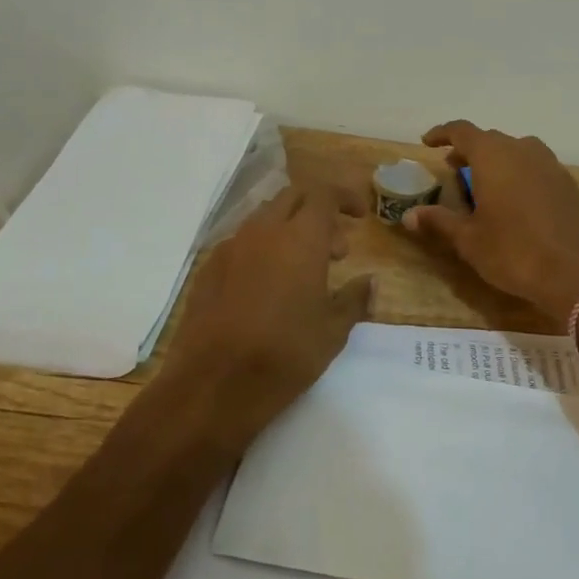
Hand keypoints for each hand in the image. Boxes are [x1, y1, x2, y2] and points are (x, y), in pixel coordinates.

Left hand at [151, 183, 372, 453]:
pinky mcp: (208, 268)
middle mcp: (263, 231)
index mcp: (300, 239)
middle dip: (318, 210)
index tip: (360, 216)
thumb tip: (370, 281)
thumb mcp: (332, 332)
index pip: (324, 194)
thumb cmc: (284, 355)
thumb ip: (354, 299)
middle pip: (293, 197)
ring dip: (289, 229)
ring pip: (265, 217)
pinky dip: (263, 249)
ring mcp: (230, 247)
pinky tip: (268, 285)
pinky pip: (242, 242)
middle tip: (336, 248)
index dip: (345, 198)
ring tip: (304, 269)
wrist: (213, 384)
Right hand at [404, 121, 578, 325]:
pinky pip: (535, 166)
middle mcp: (522, 150)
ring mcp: (550, 165)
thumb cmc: (514, 252)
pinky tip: (514, 199)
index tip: (427, 143)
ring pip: (516, 150)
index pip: (463, 131)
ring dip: (496, 160)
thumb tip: (409, 215)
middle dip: (468, 150)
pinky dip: (518, 173)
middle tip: (453, 168)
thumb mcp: (469, 240)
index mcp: (493, 156)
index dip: (443, 133)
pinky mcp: (568, 184)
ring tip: (483, 183)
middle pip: (490, 139)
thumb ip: (439, 221)